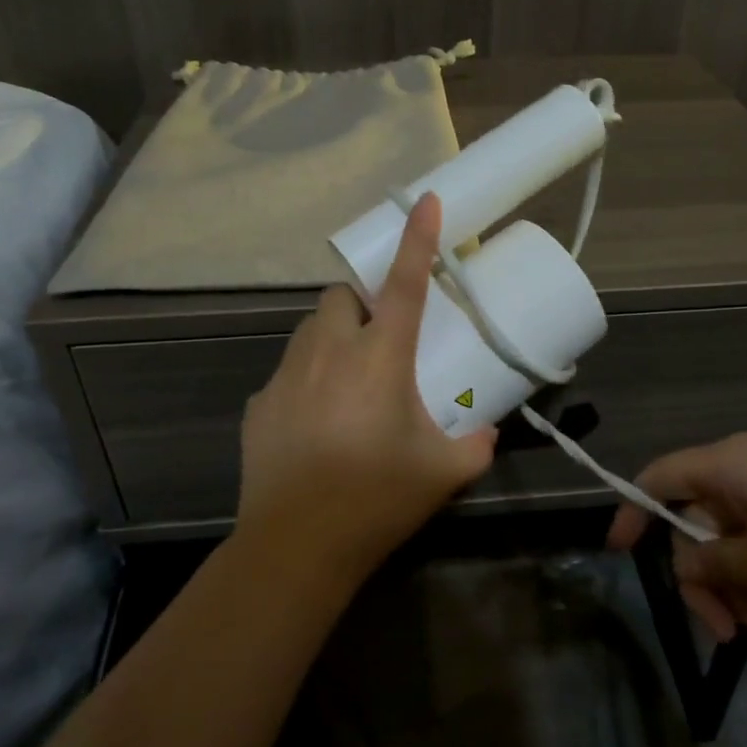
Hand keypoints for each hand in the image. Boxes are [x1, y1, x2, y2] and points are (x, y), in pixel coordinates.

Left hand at [235, 193, 497, 582]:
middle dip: (360, 304)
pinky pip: (287, 373)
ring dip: (333, 339)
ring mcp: (286, 376)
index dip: (417, 239)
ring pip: (310, 331)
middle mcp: (329, 352)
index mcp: (379, 357)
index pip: (404, 283)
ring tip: (349, 381)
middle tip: (381, 340)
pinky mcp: (259, 405)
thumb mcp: (444, 472)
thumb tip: (486, 432)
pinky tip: (316, 423)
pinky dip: (306, 380)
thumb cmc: (376, 498)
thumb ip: (475, 444)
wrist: (296, 545)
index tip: (424, 200)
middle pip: (340, 298)